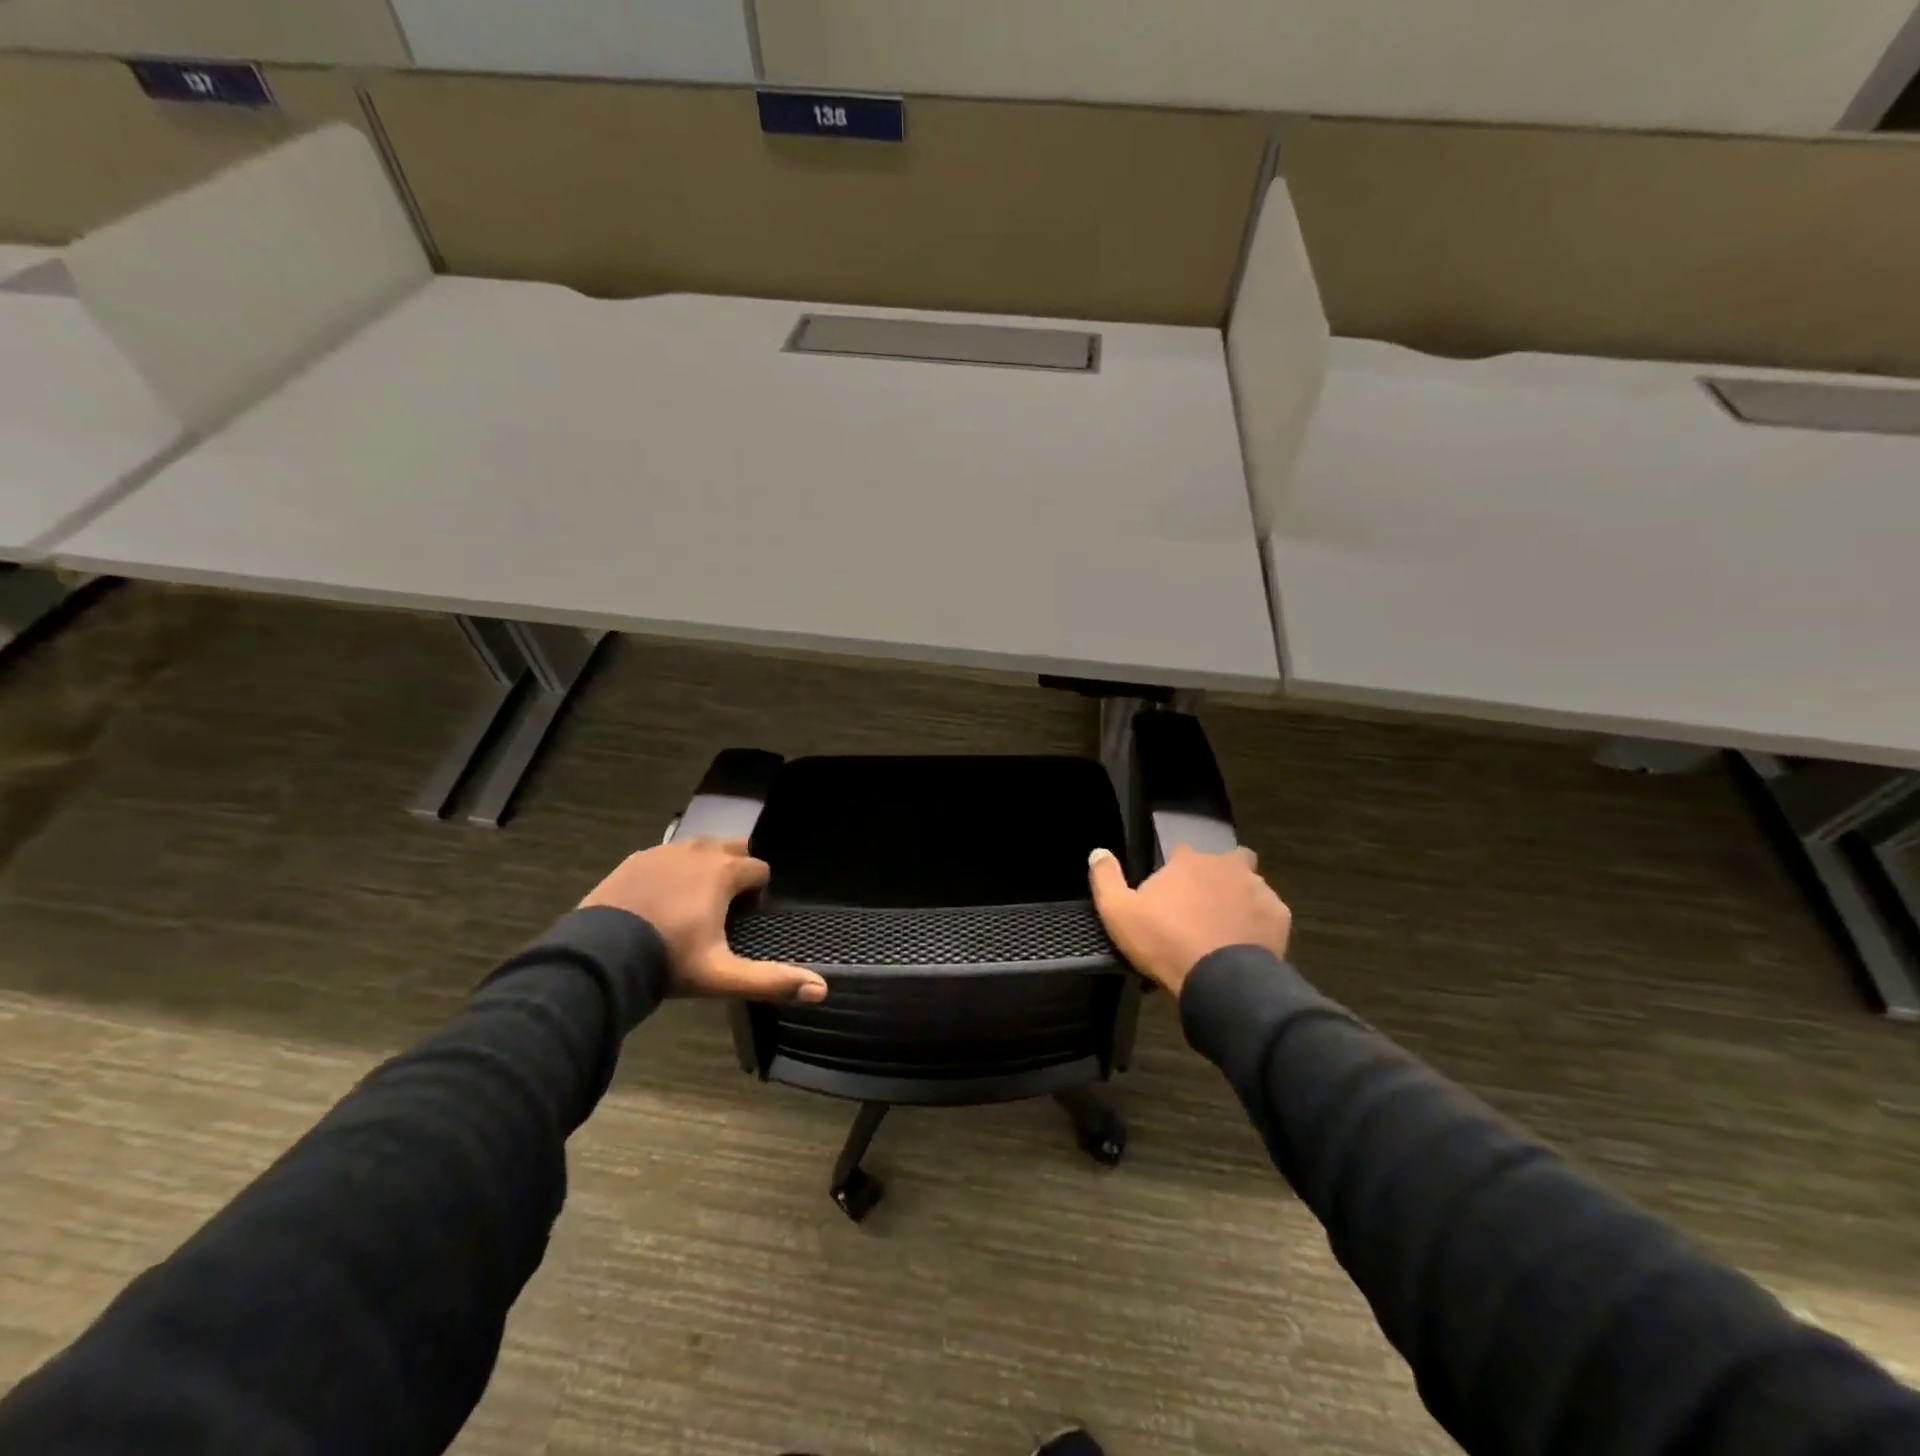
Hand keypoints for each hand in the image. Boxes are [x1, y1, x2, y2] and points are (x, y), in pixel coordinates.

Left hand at [580, 838, 826, 1002]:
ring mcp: (664, 852)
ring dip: (705, 867)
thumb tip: (822, 990)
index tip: (742, 922)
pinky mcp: (636, 859)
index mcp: (724, 873)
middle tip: (722, 909)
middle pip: (733, 848)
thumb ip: (771, 980)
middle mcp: (698, 852)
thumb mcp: (722, 976)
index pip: (760, 870)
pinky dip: (673, 870)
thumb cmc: (669, 961)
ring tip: (692, 904)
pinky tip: (660, 900)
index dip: (758, 894)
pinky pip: (667, 855)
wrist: (598, 957)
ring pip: (700, 848)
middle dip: (736, 871)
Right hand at [1088, 844, 1290, 996]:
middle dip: (1217, 874)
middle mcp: (1226, 865)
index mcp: (1188, 861)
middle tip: (1204, 904)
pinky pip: (1269, 911)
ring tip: (1226, 925)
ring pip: (1250, 883)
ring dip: (1240, 897)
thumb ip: (1105, 878)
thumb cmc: (1164, 941)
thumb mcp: (1118, 912)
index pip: (1180, 852)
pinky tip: (1247, 941)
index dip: (1174, 871)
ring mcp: (1257, 888)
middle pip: (1225, 859)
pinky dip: (1259, 921)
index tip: (1168, 894)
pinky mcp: (1279, 915)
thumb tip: (1098, 851)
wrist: (1219, 981)